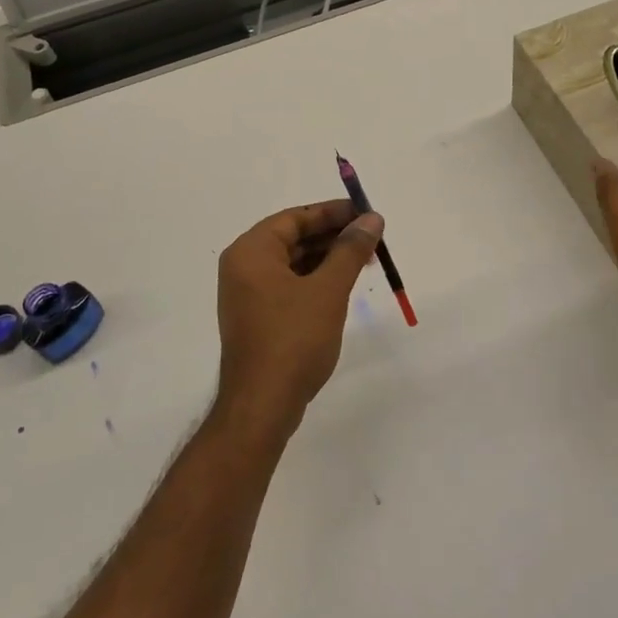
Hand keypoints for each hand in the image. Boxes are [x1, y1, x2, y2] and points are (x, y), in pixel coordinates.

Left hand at [213, 200, 383, 445]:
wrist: (263, 405)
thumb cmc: (294, 339)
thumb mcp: (328, 289)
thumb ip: (350, 250)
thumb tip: (372, 219)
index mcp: (251, 252)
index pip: (296, 218)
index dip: (333, 212)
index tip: (367, 214)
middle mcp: (244, 267)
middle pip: (294, 238)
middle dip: (334, 236)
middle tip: (373, 238)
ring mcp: (248, 295)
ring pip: (294, 263)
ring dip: (328, 259)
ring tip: (366, 261)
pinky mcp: (258, 317)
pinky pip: (290, 285)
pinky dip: (316, 280)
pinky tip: (344, 286)